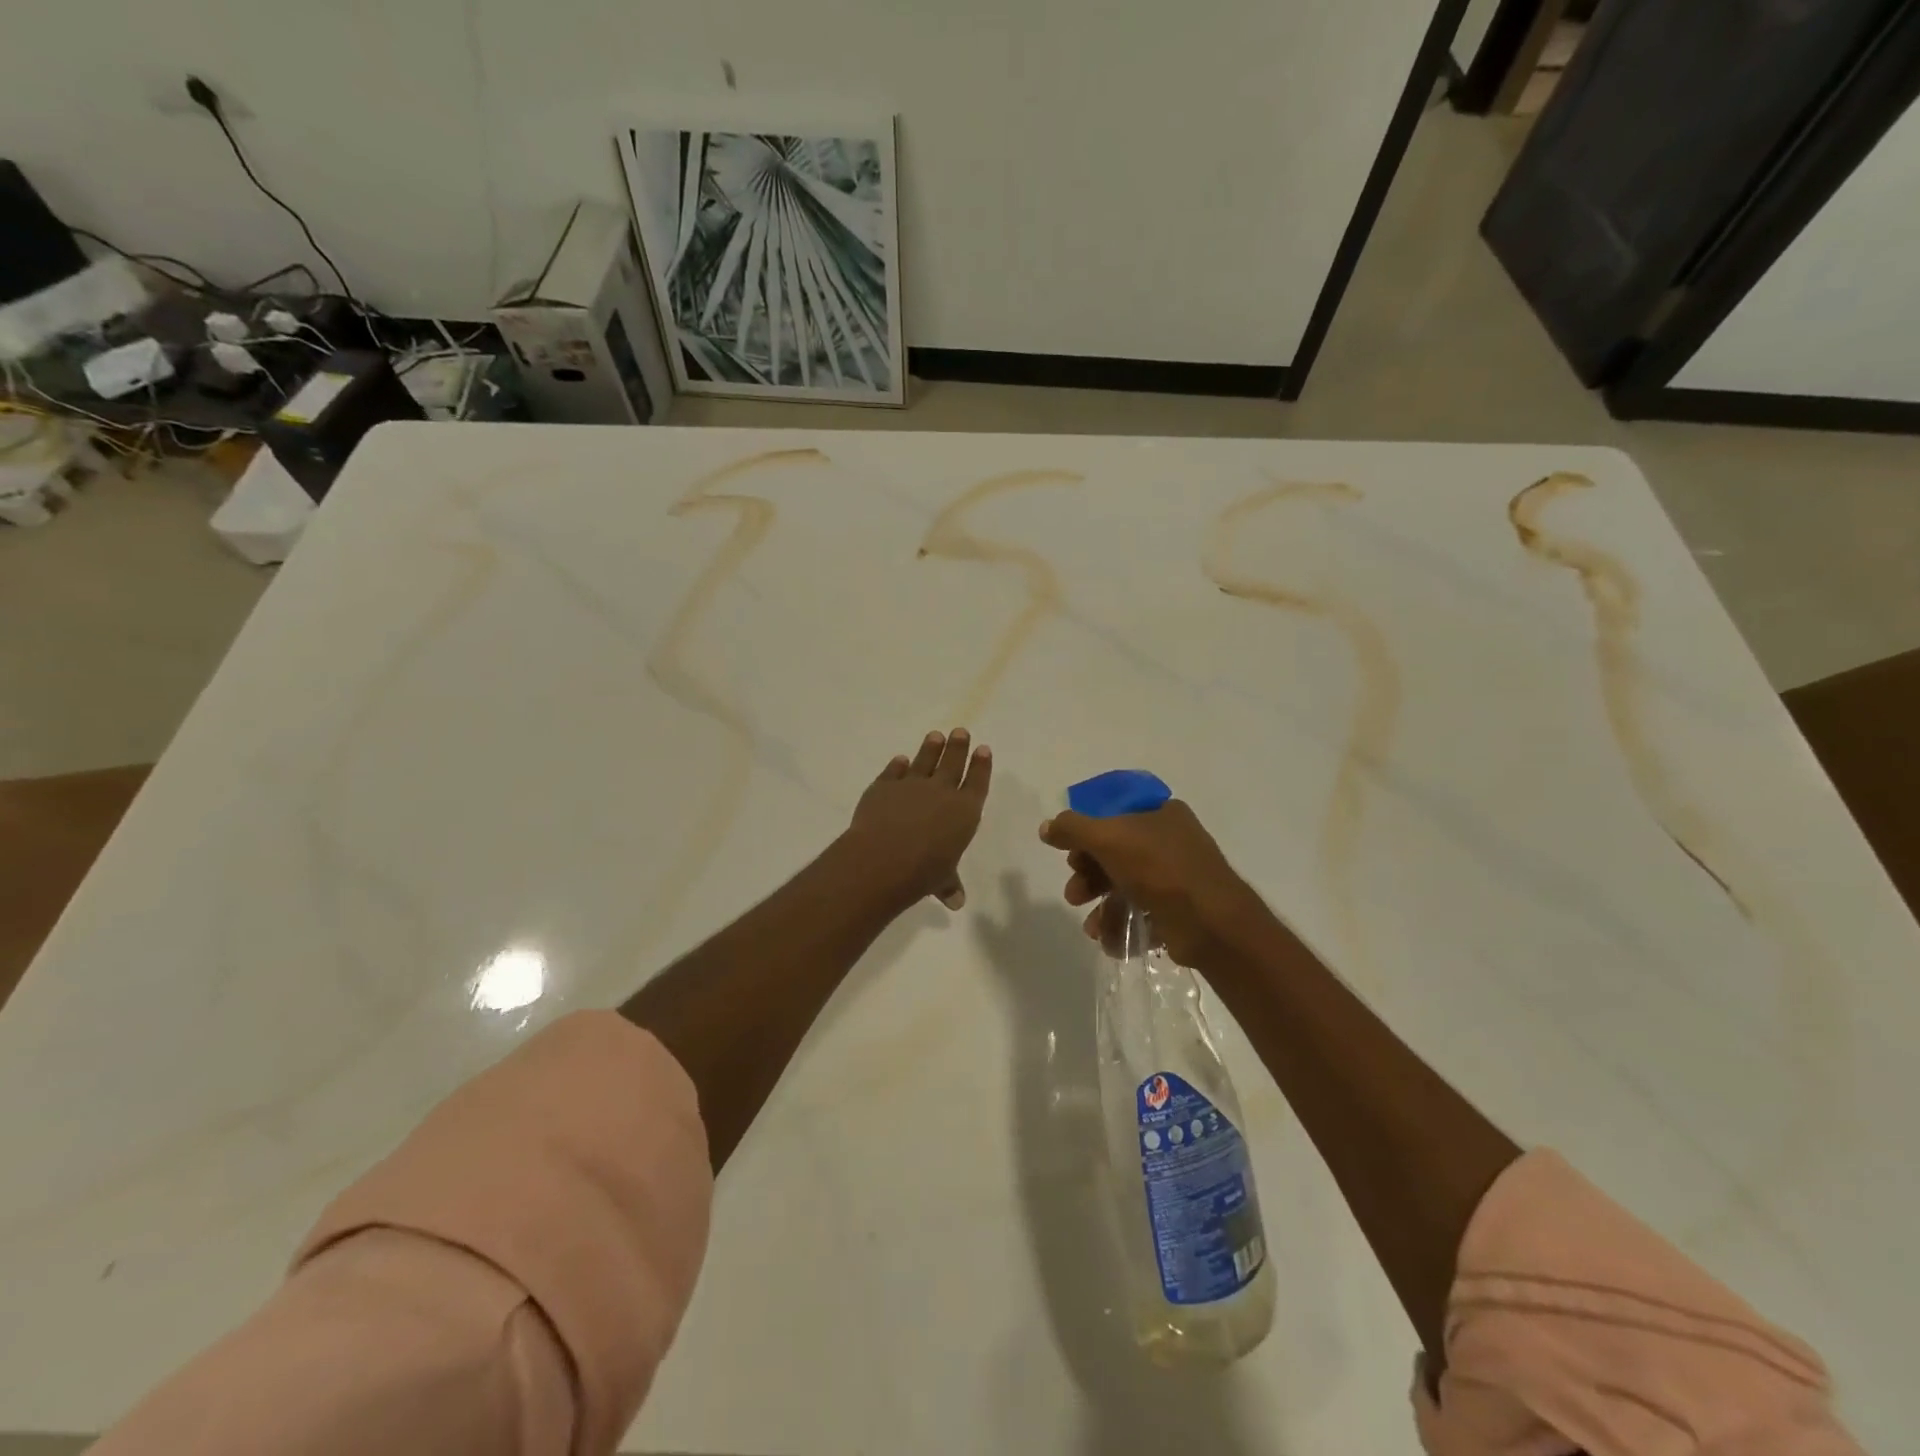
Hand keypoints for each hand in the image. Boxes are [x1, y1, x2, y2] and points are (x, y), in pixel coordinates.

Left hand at [846, 729, 991, 909]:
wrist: (882, 858)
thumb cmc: (922, 872)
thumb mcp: (941, 880)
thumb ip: (949, 884)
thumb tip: (956, 902)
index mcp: (964, 811)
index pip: (977, 782)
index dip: (981, 766)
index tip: (983, 749)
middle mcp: (941, 792)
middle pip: (953, 763)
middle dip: (958, 747)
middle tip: (960, 731)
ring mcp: (911, 785)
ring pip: (924, 760)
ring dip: (931, 748)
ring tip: (936, 735)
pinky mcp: (883, 786)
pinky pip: (894, 771)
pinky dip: (898, 765)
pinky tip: (900, 760)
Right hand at [1039, 799, 1271, 964]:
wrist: (1210, 923)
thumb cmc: (1158, 868)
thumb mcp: (1107, 838)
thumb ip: (1072, 829)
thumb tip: (1047, 827)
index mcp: (1161, 813)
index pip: (1114, 817)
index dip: (1088, 836)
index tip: (1070, 856)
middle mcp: (1173, 841)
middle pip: (1117, 855)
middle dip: (1090, 877)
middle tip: (1075, 895)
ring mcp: (1179, 878)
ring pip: (1127, 888)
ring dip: (1102, 907)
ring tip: (1092, 928)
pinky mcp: (1181, 912)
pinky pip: (1143, 915)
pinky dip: (1123, 927)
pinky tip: (1110, 941)